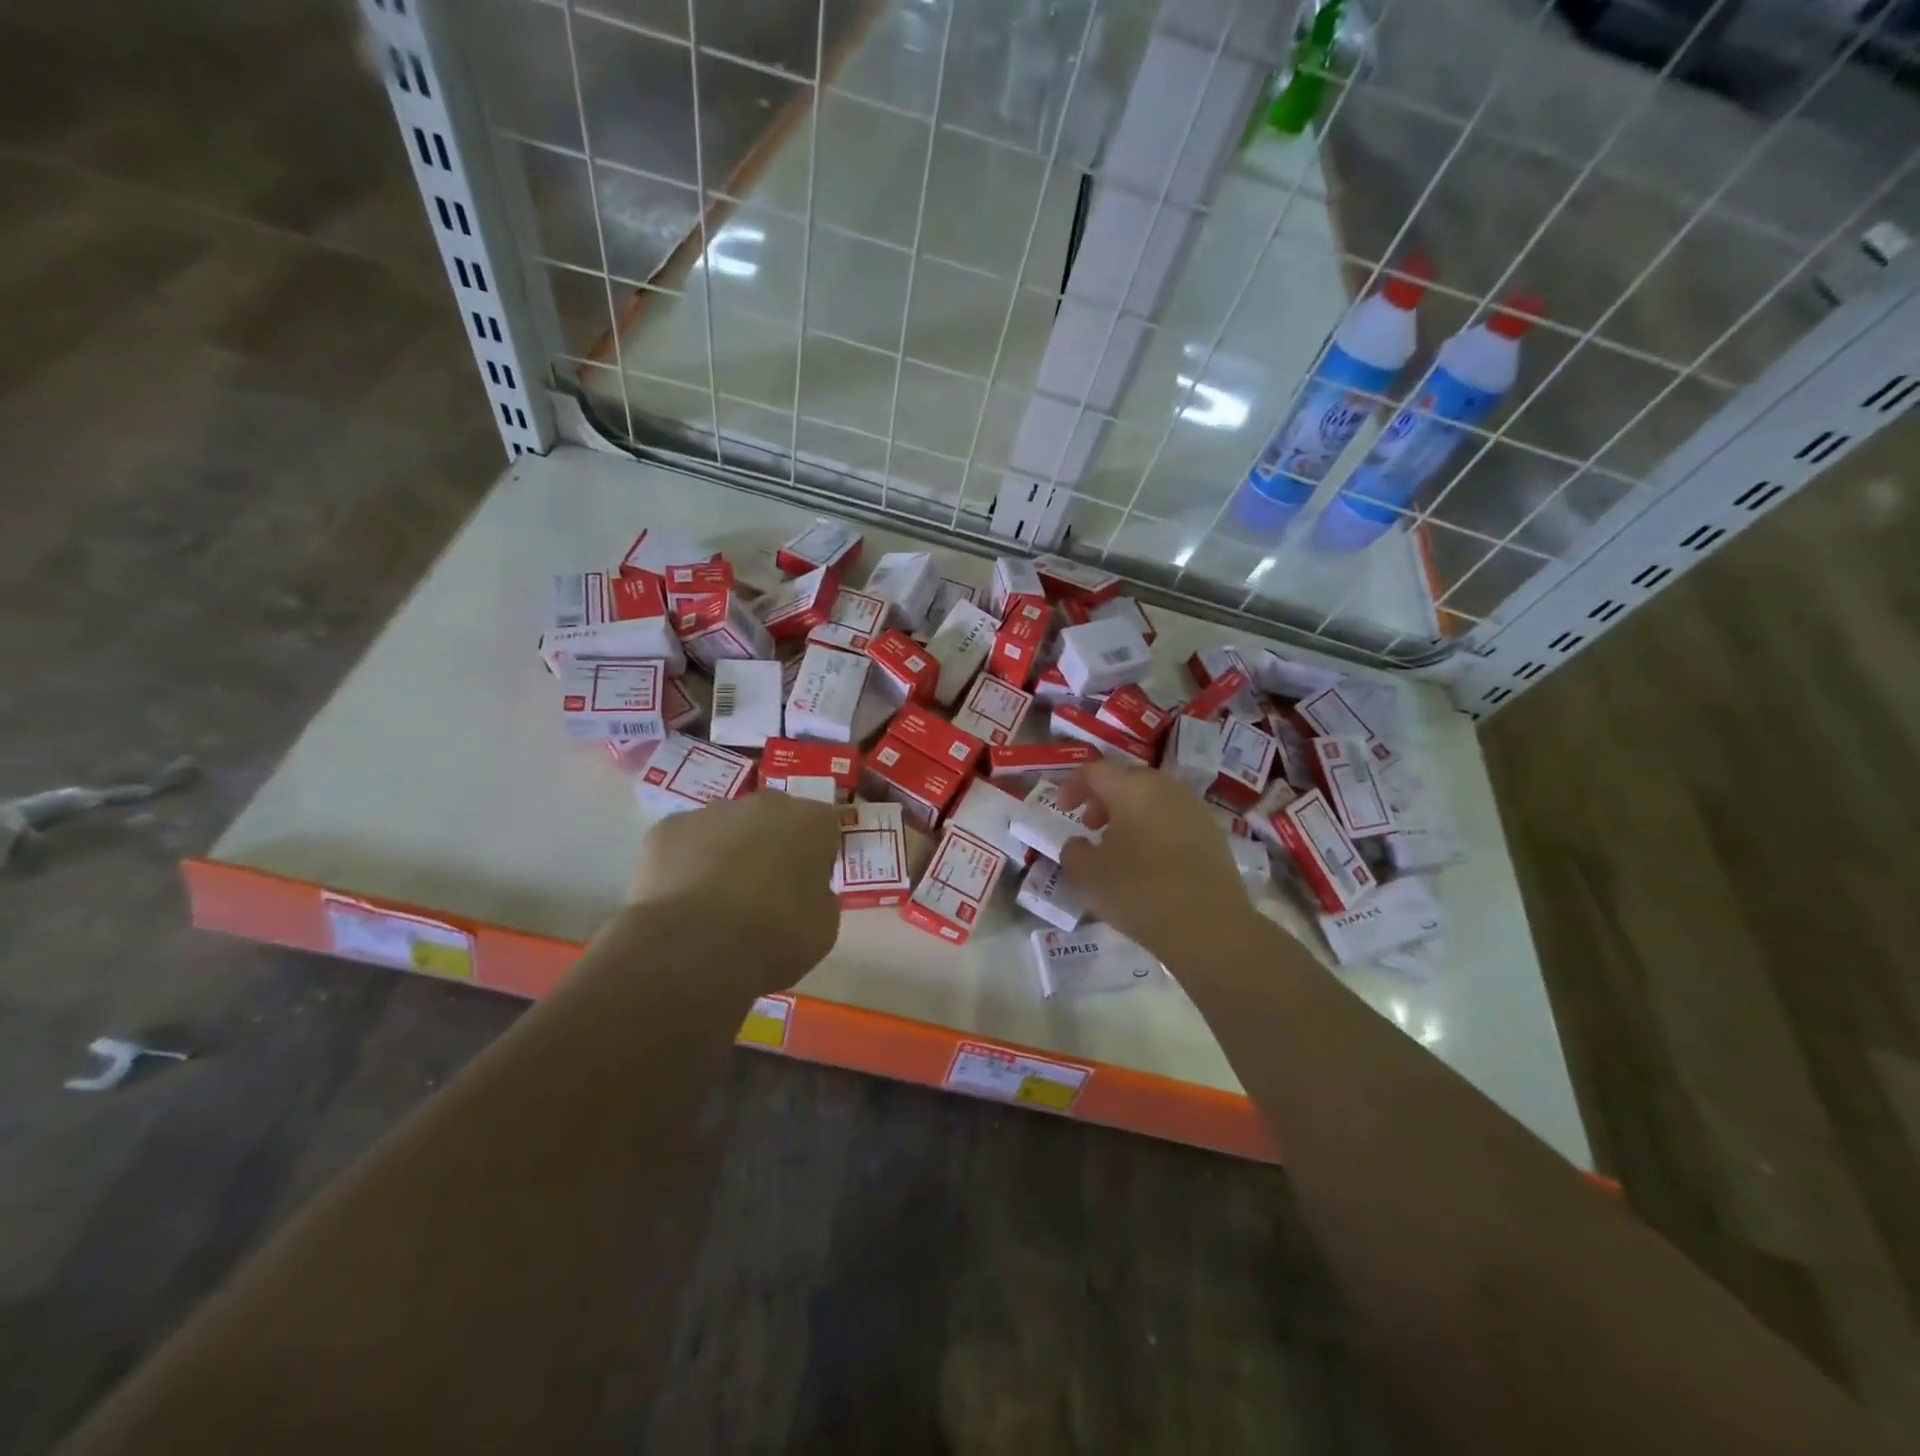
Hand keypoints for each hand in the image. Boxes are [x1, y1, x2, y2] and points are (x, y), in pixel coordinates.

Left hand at [627, 791, 842, 981]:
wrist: (695, 949)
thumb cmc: (774, 937)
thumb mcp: (823, 928)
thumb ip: (821, 899)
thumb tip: (807, 893)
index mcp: (810, 822)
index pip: (825, 826)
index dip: (819, 855)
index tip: (810, 884)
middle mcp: (764, 804)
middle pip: (774, 818)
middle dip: (772, 845)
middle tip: (766, 890)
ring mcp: (711, 812)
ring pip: (727, 827)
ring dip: (728, 851)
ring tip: (718, 900)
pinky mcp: (667, 829)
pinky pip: (685, 842)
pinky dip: (686, 863)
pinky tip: (684, 900)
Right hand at [1054, 761, 1257, 962]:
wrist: (1209, 925)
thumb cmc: (1140, 891)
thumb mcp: (1088, 875)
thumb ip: (1073, 852)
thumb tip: (1078, 843)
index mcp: (1131, 788)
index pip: (1094, 771)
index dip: (1073, 786)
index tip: (1063, 810)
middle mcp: (1164, 788)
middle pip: (1126, 780)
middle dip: (1103, 799)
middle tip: (1090, 826)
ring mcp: (1193, 809)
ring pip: (1152, 799)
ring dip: (1130, 814)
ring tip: (1119, 847)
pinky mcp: (1212, 833)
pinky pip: (1173, 819)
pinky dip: (1154, 829)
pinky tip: (1150, 862)